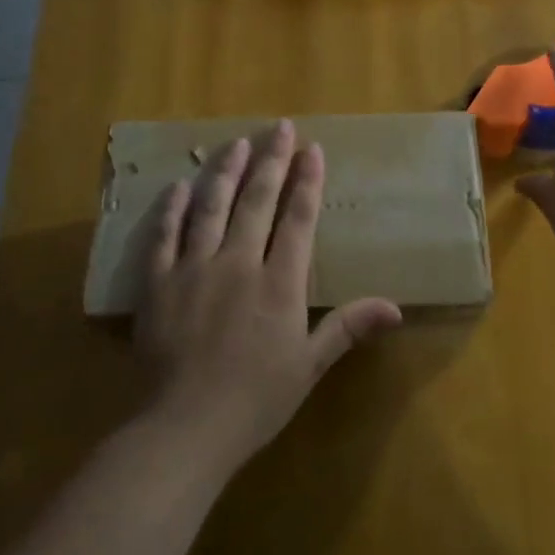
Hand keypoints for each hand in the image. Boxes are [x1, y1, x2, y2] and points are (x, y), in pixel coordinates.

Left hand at [136, 119, 401, 469]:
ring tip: (235, 143)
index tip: (312, 150)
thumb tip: (395, 308)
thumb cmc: (255, 401)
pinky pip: (164, 236)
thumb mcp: (309, 367)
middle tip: (279, 127)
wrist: (185, 428)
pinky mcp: (158, 283)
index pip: (297, 220)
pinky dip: (172, 209)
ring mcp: (194, 268)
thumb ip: (347, 328)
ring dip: (225, 172)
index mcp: (278, 283)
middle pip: (256, 202)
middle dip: (271, 161)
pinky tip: (178, 186)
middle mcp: (238, 263)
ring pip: (211, 208)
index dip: (307, 183)